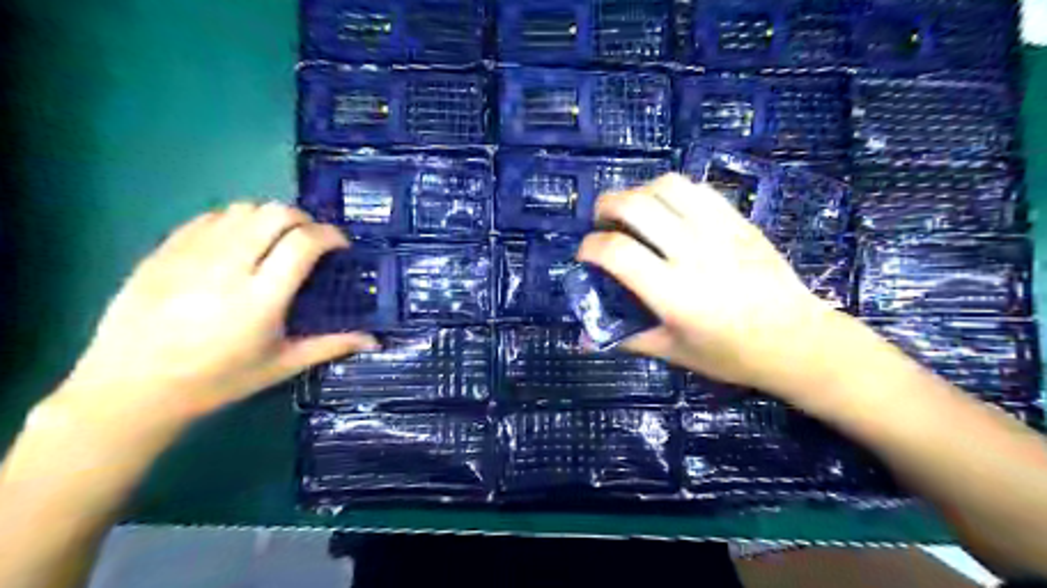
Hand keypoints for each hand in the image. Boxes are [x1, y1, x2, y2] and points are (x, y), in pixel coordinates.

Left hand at [55, 205, 376, 419]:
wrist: (131, 388)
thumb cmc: (217, 381)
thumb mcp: (280, 366)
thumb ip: (330, 346)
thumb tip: (374, 341)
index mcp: (261, 298)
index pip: (303, 242)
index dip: (329, 234)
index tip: (339, 244)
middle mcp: (228, 267)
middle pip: (274, 214)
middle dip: (302, 219)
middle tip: (309, 239)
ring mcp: (191, 255)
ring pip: (242, 208)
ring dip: (268, 217)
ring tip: (274, 239)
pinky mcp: (164, 251)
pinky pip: (208, 217)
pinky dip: (234, 220)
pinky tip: (237, 241)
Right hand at [577, 175, 838, 394]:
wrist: (797, 340)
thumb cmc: (732, 354)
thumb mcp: (674, 352)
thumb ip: (628, 338)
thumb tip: (586, 339)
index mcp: (673, 293)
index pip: (616, 252)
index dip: (590, 247)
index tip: (586, 254)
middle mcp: (693, 253)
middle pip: (636, 206)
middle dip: (606, 206)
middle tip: (602, 221)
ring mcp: (719, 231)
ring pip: (667, 186)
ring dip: (640, 192)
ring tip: (635, 212)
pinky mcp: (739, 221)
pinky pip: (697, 190)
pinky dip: (672, 193)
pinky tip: (669, 211)